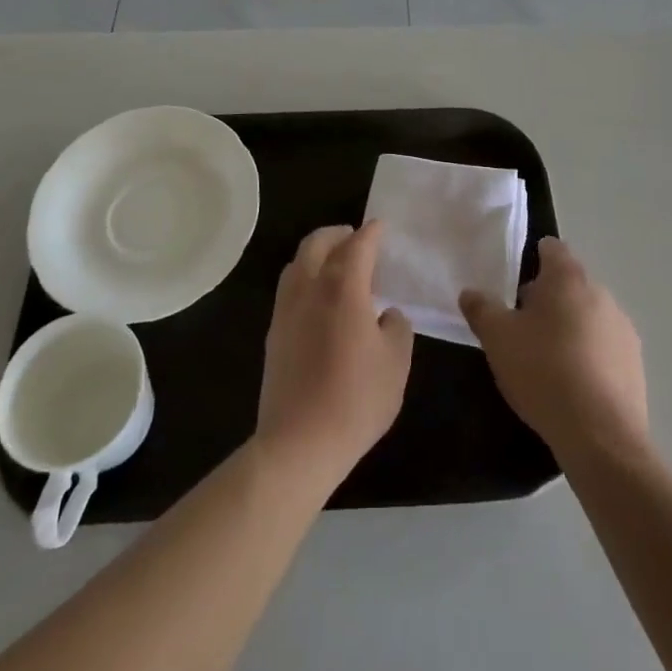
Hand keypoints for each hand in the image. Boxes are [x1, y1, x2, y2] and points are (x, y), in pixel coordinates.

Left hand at [255, 222, 413, 489]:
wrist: (299, 443)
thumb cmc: (356, 399)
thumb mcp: (396, 362)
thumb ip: (397, 327)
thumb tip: (387, 314)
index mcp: (343, 286)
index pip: (358, 245)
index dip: (372, 233)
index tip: (381, 227)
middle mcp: (310, 287)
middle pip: (317, 243)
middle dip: (337, 234)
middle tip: (355, 237)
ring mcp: (286, 310)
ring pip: (297, 263)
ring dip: (317, 253)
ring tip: (336, 265)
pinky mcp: (274, 333)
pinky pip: (290, 288)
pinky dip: (306, 278)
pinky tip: (319, 300)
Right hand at [460, 237, 647, 465]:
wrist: (600, 436)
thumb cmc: (543, 371)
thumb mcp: (497, 338)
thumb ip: (481, 309)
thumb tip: (470, 293)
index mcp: (568, 277)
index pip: (552, 248)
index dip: (532, 260)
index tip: (515, 287)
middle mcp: (601, 293)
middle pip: (570, 283)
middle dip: (549, 299)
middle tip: (523, 328)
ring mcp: (623, 329)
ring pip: (590, 316)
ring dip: (571, 328)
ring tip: (548, 361)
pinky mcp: (636, 364)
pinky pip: (606, 347)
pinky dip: (590, 356)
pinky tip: (574, 386)